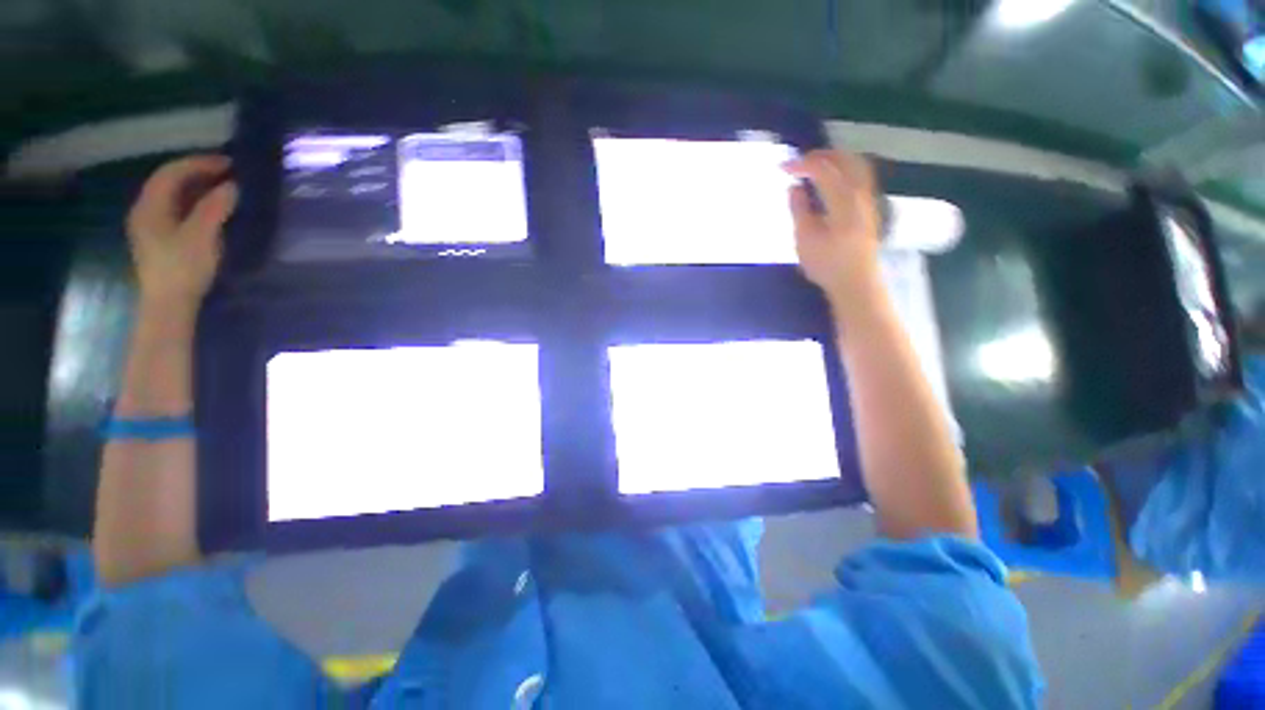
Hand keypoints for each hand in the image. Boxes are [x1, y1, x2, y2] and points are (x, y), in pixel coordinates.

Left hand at [126, 155, 237, 314]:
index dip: (199, 163)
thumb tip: (233, 186)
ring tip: (225, 188)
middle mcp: (146, 210)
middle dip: (199, 173)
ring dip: (199, 188)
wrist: (170, 304)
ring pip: (174, 196)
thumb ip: (215, 207)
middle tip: (230, 174)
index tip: (229, 164)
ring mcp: (152, 226)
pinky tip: (213, 208)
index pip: (171, 172)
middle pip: (170, 182)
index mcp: (149, 206)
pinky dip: (196, 202)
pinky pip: (178, 210)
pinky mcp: (162, 239)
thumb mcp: (201, 236)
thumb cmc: (183, 268)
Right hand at [784, 150, 882, 309]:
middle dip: (820, 155)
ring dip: (835, 160)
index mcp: (843, 201)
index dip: (801, 164)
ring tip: (815, 166)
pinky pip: (860, 176)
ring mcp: (868, 200)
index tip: (782, 167)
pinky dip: (844, 169)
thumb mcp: (805, 239)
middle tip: (799, 162)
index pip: (823, 170)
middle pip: (845, 160)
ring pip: (856, 165)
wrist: (856, 283)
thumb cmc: (826, 264)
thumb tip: (795, 187)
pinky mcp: (869, 208)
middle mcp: (860, 194)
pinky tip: (832, 181)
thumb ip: (799, 209)